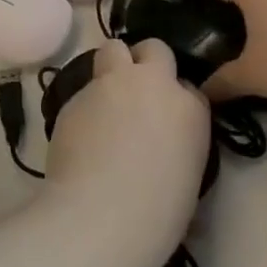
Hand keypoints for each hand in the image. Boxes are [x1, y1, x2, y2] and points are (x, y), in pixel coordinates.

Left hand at [46, 40, 209, 248]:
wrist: (100, 217)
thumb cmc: (156, 214)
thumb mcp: (186, 175)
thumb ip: (177, 142)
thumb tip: (161, 143)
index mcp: (190, 108)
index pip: (189, 86)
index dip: (175, 99)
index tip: (167, 118)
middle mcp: (153, 84)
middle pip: (154, 49)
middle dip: (146, 62)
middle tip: (136, 92)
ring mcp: (112, 83)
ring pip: (113, 50)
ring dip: (113, 68)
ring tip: (105, 103)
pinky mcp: (76, 95)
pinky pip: (84, 88)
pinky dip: (86, 104)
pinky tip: (81, 135)